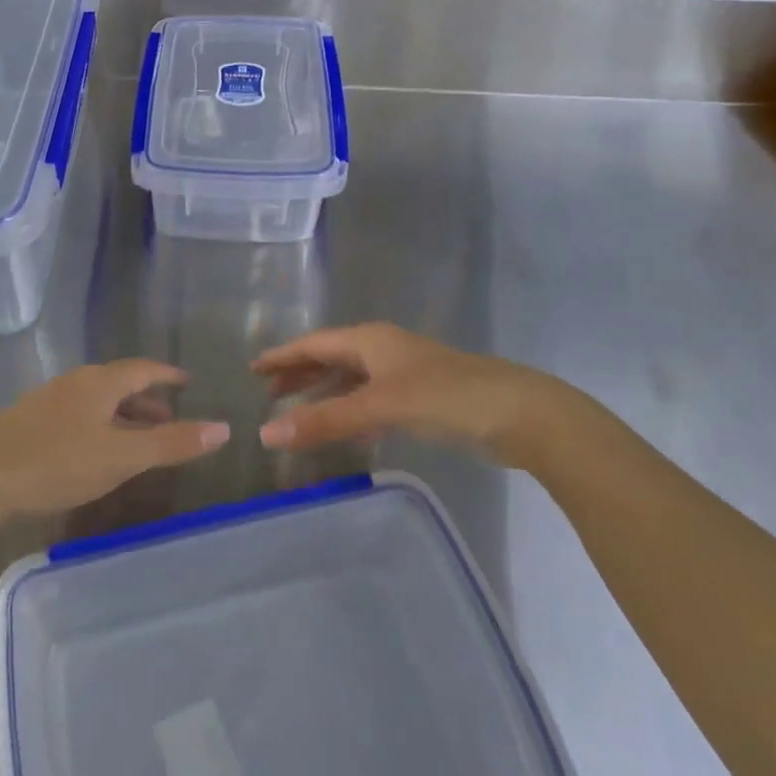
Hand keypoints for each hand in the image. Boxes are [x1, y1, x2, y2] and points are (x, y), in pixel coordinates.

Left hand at [0, 361, 228, 517]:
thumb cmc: (57, 462)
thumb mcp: (121, 457)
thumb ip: (171, 443)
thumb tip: (223, 428)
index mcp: (99, 382)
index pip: (142, 369)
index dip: (167, 375)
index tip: (186, 381)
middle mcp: (74, 383)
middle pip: (118, 383)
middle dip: (146, 399)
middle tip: (169, 416)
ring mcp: (47, 401)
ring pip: (95, 400)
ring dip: (121, 414)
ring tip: (137, 437)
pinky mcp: (28, 422)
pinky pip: (76, 414)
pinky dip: (98, 424)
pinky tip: (94, 449)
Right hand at [253, 323, 568, 462]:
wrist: (521, 414)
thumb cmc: (446, 398)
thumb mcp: (380, 407)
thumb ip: (325, 421)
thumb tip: (266, 435)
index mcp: (371, 340)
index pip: (314, 343)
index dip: (283, 356)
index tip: (254, 367)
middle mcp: (385, 349)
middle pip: (332, 356)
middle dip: (300, 372)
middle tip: (269, 392)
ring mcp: (406, 372)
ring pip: (353, 376)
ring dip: (324, 390)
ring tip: (297, 408)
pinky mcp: (424, 396)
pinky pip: (372, 396)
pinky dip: (351, 406)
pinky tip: (347, 425)